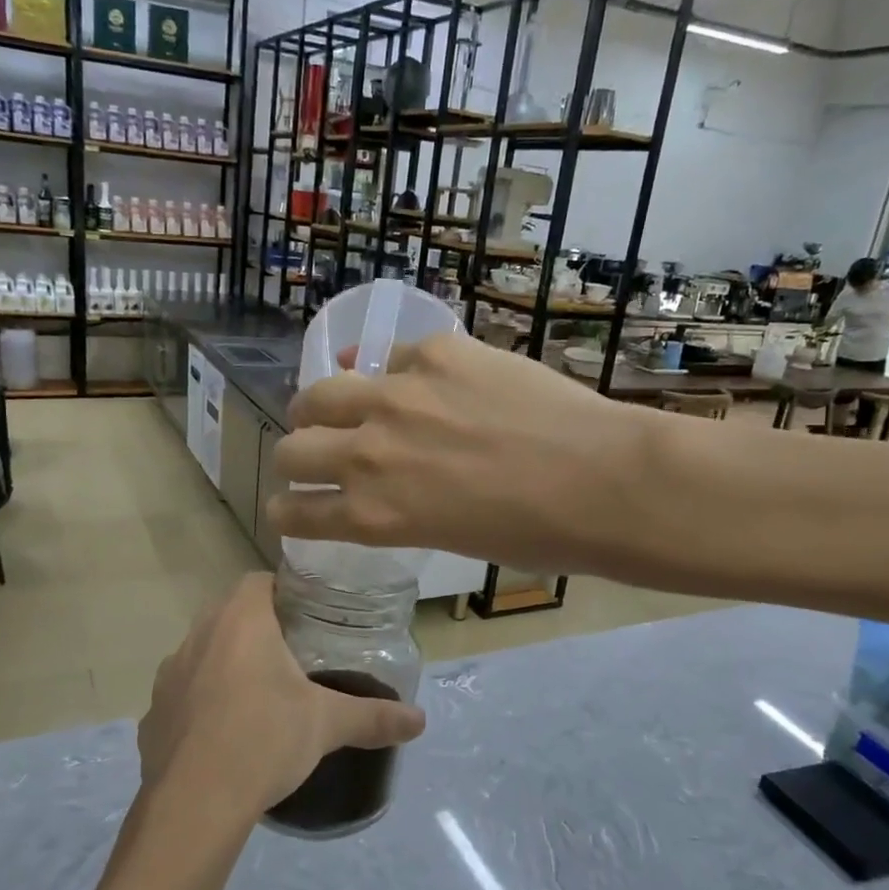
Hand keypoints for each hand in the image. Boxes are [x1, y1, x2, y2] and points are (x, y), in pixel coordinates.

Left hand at [138, 574, 424, 821]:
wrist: (195, 805)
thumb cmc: (265, 740)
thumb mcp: (327, 724)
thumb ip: (373, 716)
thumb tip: (420, 720)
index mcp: (239, 621)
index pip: (258, 581)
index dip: (283, 592)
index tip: (308, 616)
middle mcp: (197, 636)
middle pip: (230, 615)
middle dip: (259, 630)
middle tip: (293, 658)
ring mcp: (169, 676)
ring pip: (203, 654)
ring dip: (227, 665)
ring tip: (259, 698)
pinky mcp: (152, 714)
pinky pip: (183, 696)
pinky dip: (202, 705)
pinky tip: (224, 736)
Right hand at [269, 333, 651, 574]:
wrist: (603, 480)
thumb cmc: (536, 534)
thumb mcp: (449, 537)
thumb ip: (402, 510)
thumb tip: (387, 483)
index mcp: (373, 515)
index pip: (295, 512)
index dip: (285, 511)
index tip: (287, 506)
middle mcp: (368, 453)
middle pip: (293, 447)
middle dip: (294, 458)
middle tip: (311, 456)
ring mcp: (397, 395)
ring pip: (321, 391)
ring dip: (318, 407)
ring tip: (334, 406)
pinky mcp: (435, 352)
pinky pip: (389, 359)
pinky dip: (390, 375)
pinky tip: (412, 382)